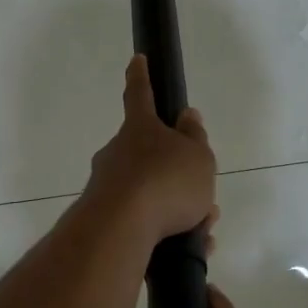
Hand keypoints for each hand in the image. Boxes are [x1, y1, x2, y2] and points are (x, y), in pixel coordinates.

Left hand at [84, 55, 215, 246]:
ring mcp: (107, 186)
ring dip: (179, 208)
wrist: (120, 229)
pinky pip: (143, 222)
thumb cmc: (166, 182)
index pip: (140, 94)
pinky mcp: (104, 219)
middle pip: (149, 154)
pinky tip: (190, 248)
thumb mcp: (198, 157)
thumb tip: (186, 117)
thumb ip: (194, 138)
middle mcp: (117, 153)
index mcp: (140, 129)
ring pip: (150, 192)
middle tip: (203, 196)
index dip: (141, 76)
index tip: (137, 59)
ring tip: (203, 228)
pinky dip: (168, 233)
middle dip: (177, 173)